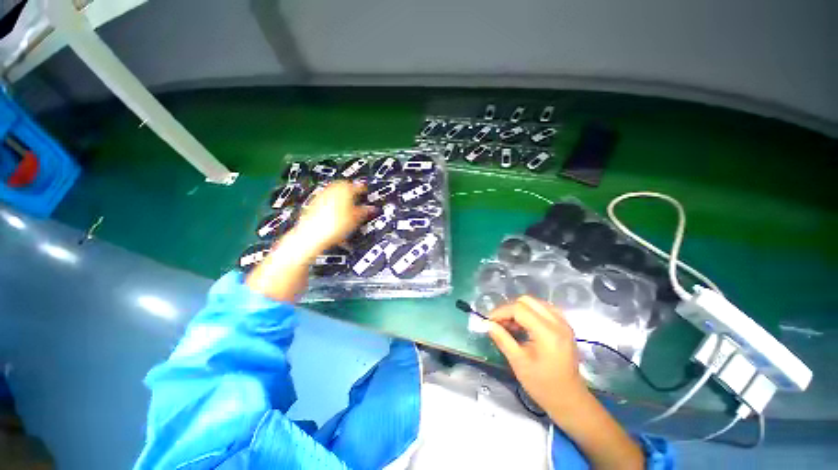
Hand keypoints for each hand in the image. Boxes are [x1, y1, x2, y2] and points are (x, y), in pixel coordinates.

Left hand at [294, 181, 374, 250]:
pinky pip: (327, 200)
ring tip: (348, 207)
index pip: (358, 186)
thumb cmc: (333, 226)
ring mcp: (321, 196)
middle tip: (358, 199)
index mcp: (344, 189)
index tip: (367, 193)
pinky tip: (336, 214)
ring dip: (342, 197)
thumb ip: (365, 211)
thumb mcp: (355, 219)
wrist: (311, 236)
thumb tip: (371, 208)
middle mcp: (331, 189)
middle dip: (351, 192)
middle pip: (344, 187)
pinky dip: (333, 204)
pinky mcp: (313, 203)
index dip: (364, 190)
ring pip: (335, 192)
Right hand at [488, 296, 589, 420]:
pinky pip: (543, 309)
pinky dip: (530, 313)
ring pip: (535, 303)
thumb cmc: (542, 385)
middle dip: (510, 309)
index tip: (489, 321)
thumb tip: (487, 324)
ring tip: (511, 326)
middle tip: (500, 324)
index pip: (519, 309)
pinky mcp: (564, 326)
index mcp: (547, 332)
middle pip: (527, 301)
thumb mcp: (518, 362)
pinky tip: (525, 326)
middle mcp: (558, 322)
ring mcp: (563, 323)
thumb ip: (502, 339)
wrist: (569, 400)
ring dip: (520, 310)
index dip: (501, 312)